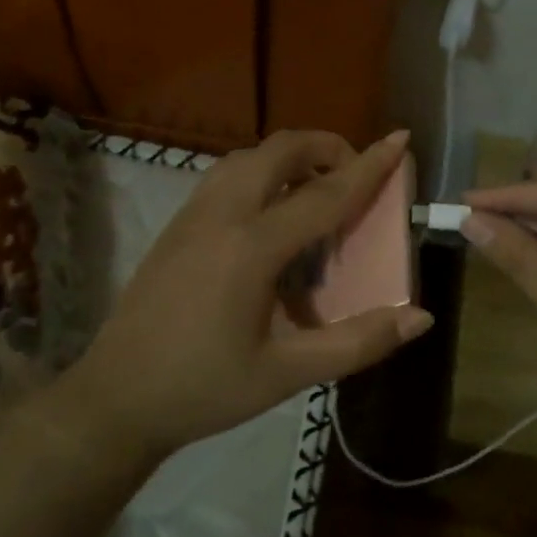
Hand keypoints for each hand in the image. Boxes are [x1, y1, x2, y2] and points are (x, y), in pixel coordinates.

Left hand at [55, 129, 432, 458]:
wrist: (116, 398)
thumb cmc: (205, 389)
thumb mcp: (286, 374)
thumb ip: (356, 343)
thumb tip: (420, 317)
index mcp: (252, 247)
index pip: (324, 194)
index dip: (369, 167)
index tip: (400, 139)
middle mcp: (222, 214)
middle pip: (281, 150)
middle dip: (326, 147)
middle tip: (355, 176)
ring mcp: (192, 213)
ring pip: (248, 155)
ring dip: (291, 157)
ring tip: (317, 190)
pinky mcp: (177, 223)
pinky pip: (227, 174)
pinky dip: (262, 171)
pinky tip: (271, 212)